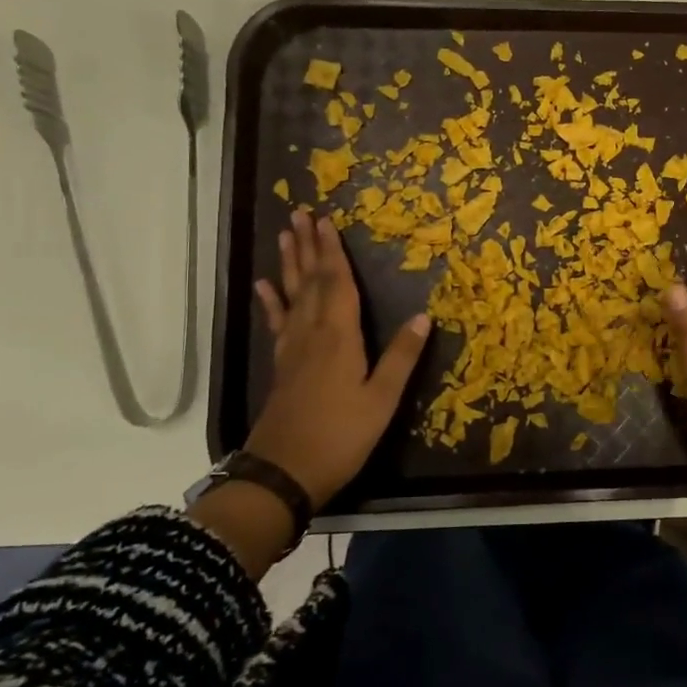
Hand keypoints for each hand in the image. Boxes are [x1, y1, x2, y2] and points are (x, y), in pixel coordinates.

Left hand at [245, 209, 429, 508]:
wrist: (284, 473)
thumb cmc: (340, 436)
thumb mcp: (382, 399)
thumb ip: (401, 356)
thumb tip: (423, 316)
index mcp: (339, 337)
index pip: (338, 284)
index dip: (334, 251)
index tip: (327, 220)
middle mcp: (312, 333)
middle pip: (310, 281)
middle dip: (308, 246)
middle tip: (300, 213)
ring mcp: (292, 349)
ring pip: (291, 295)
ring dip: (289, 264)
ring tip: (284, 236)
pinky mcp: (281, 365)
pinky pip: (276, 323)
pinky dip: (270, 302)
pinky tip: (263, 286)